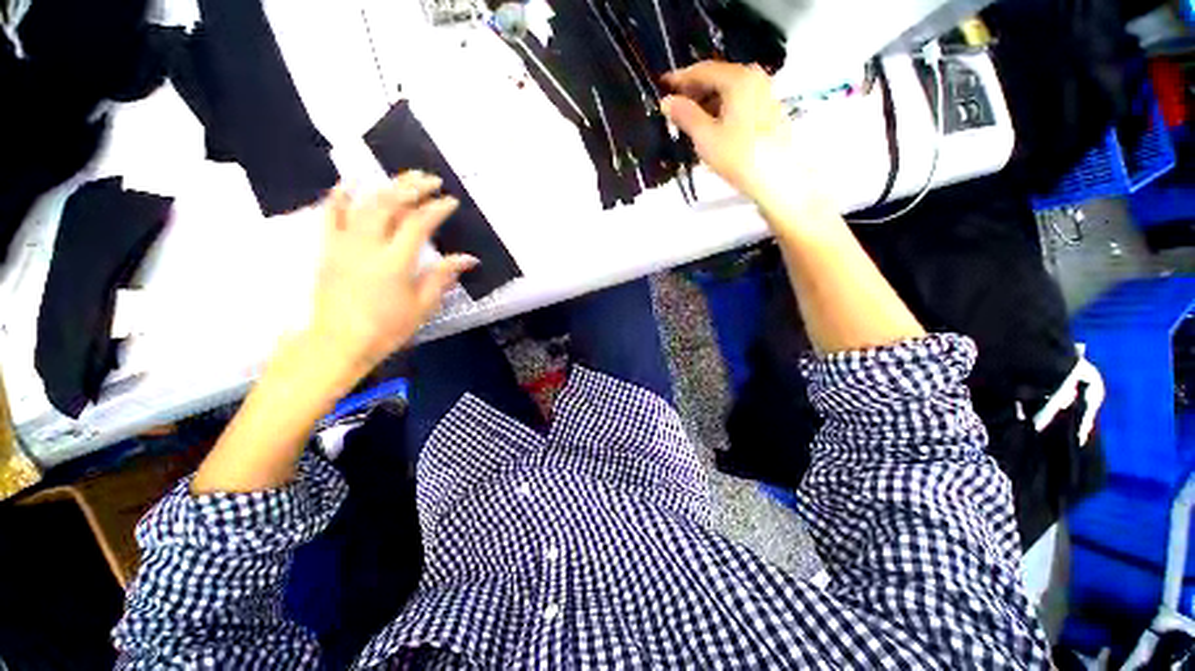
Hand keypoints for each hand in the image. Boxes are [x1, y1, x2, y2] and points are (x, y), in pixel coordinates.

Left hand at [307, 172, 476, 372]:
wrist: (339, 341)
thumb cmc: (387, 327)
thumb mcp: (423, 305)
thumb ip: (443, 277)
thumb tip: (468, 258)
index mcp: (395, 262)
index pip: (418, 224)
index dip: (436, 209)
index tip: (451, 201)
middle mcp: (368, 245)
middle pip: (390, 204)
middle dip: (413, 187)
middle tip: (431, 180)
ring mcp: (344, 243)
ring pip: (364, 203)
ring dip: (387, 186)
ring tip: (405, 177)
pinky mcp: (328, 248)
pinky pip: (331, 214)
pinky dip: (341, 194)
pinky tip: (352, 181)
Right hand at [661, 62, 800, 206]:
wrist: (775, 178)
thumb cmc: (738, 156)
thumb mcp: (706, 137)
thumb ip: (685, 115)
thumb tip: (666, 101)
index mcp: (738, 79)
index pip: (703, 70)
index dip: (680, 78)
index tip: (662, 86)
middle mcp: (754, 77)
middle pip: (717, 77)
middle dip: (694, 90)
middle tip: (674, 106)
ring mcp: (764, 92)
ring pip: (728, 90)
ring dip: (707, 101)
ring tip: (689, 119)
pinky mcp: (767, 109)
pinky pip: (738, 100)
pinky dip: (721, 108)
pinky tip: (711, 125)